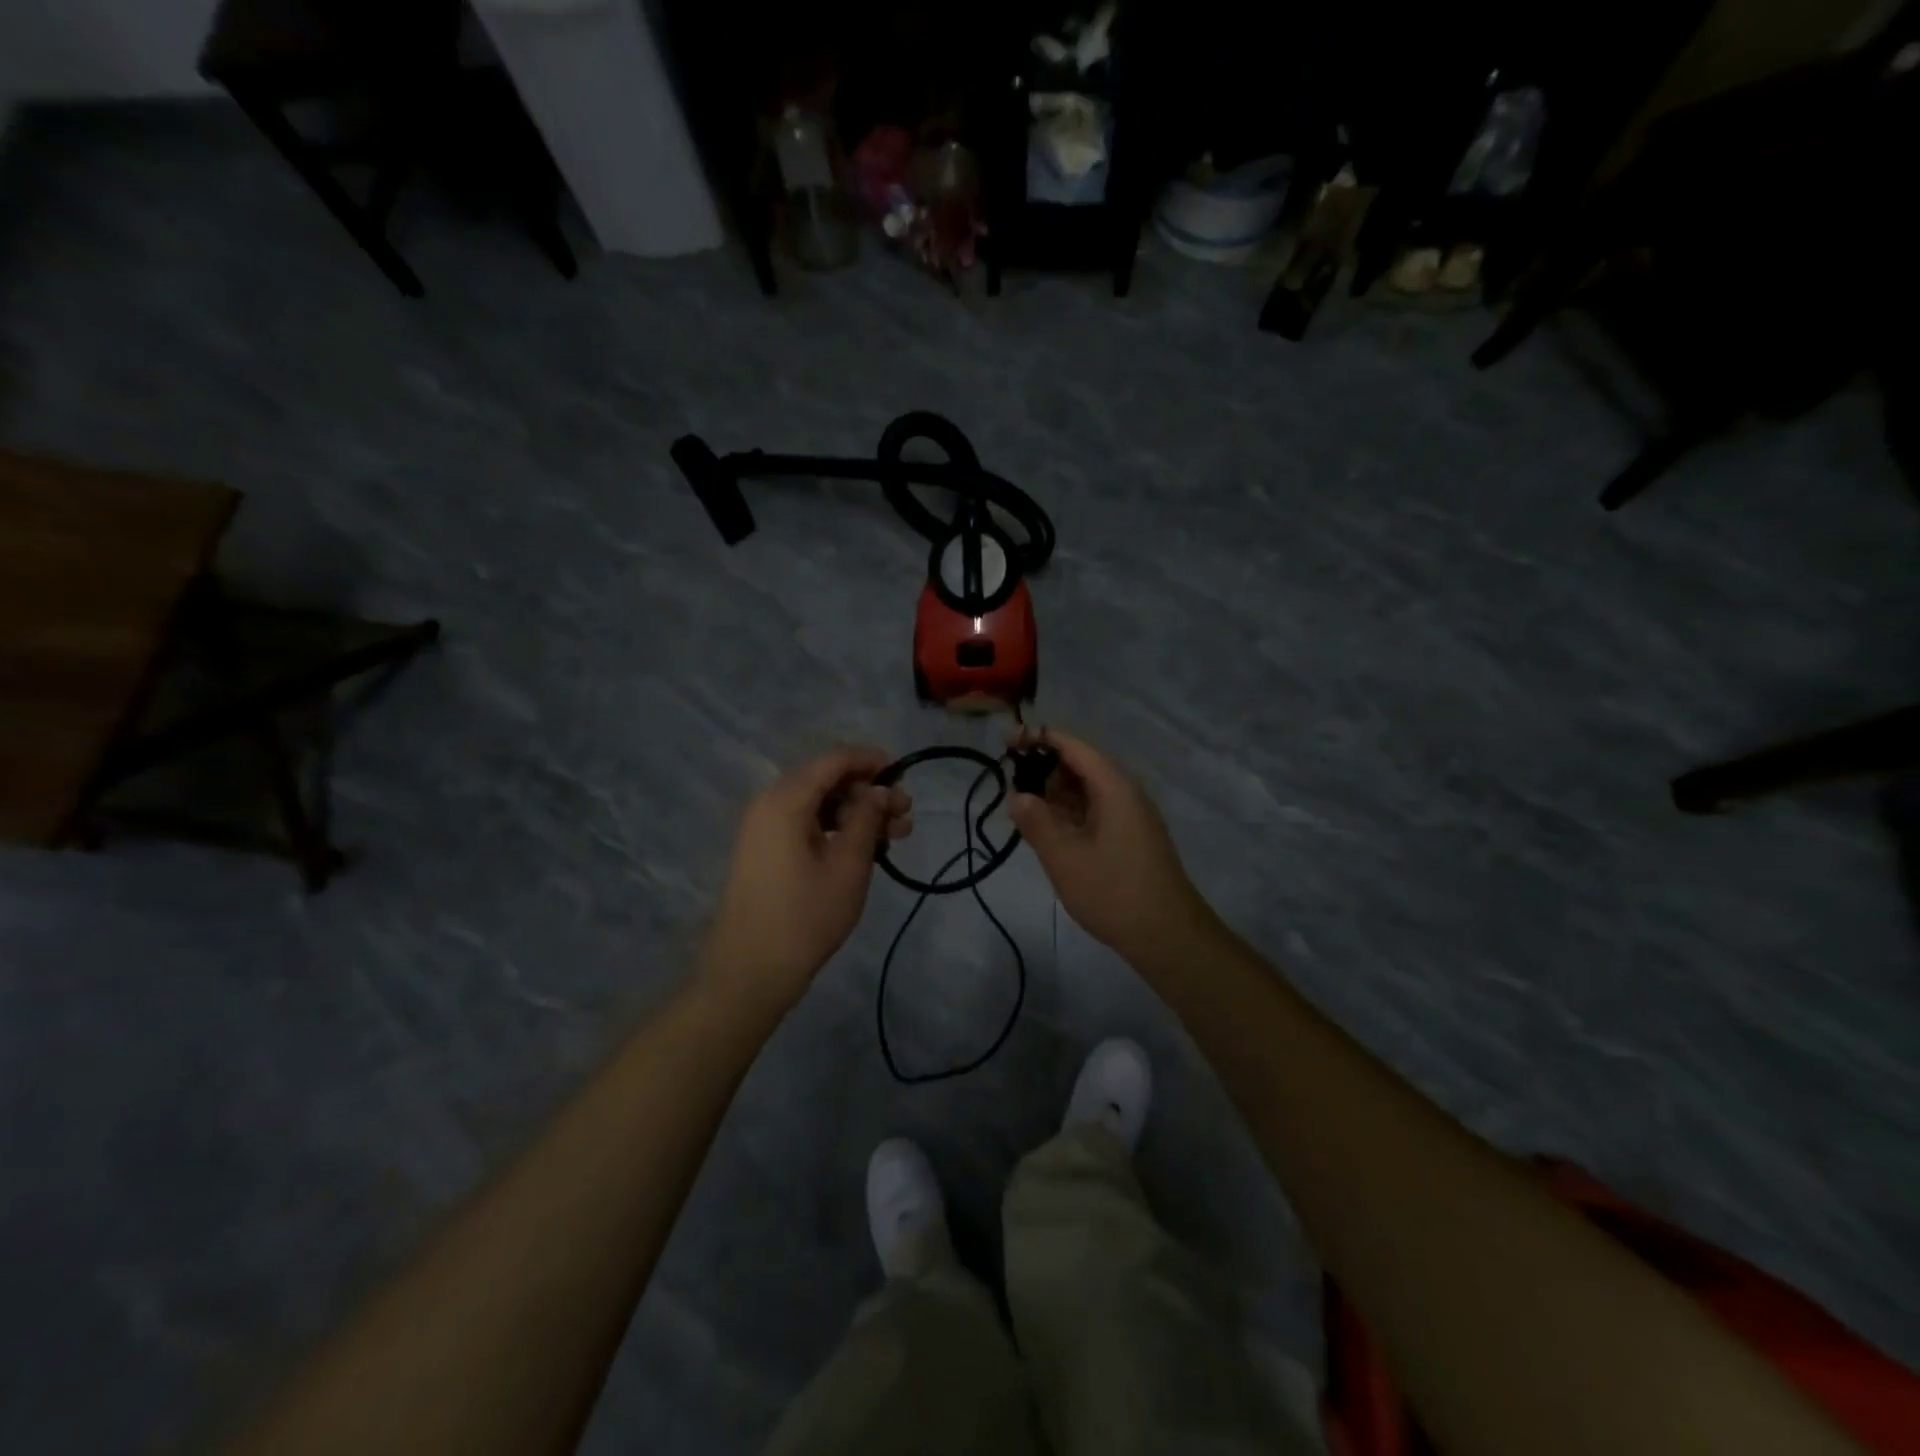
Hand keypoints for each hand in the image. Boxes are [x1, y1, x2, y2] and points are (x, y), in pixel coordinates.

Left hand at [699, 747, 912, 1017]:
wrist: (750, 971)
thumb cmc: (805, 915)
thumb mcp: (848, 865)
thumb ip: (867, 818)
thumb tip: (881, 790)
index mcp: (786, 800)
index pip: (834, 760)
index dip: (871, 760)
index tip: (904, 773)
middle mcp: (770, 804)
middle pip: (826, 780)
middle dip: (869, 792)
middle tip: (906, 815)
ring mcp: (764, 829)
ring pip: (818, 805)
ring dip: (857, 813)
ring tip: (896, 837)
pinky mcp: (766, 851)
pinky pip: (806, 824)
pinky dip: (836, 829)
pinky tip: (866, 850)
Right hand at [1008, 727, 1212, 966]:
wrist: (1168, 936)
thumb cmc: (1114, 892)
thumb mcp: (1065, 858)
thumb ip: (1037, 822)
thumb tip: (1015, 795)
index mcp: (1114, 787)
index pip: (1073, 746)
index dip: (1040, 738)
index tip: (1007, 740)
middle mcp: (1125, 793)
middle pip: (1080, 765)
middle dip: (1044, 766)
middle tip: (1007, 778)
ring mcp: (1130, 816)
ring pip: (1086, 790)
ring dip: (1054, 791)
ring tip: (1019, 801)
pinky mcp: (1129, 838)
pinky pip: (1094, 810)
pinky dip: (1068, 811)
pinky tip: (1045, 825)